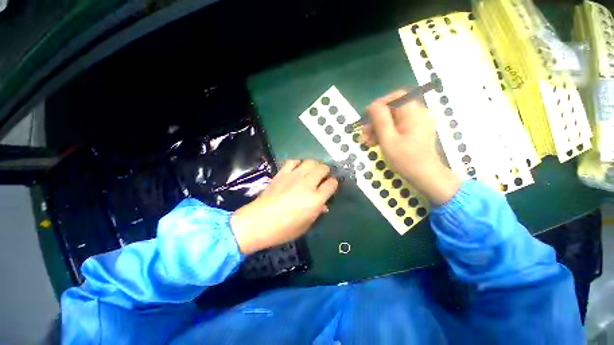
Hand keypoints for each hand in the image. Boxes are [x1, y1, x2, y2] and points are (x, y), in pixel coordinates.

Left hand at [230, 159, 337, 254]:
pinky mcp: (282, 173)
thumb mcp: (306, 225)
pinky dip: (298, 163)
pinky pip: (293, 161)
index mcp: (315, 199)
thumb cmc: (284, 229)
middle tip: (323, 176)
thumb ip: (317, 212)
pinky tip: (297, 169)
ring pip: (310, 162)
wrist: (259, 221)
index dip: (334, 183)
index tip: (331, 185)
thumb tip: (324, 205)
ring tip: (311, 171)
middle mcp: (307, 184)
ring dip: (314, 165)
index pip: (332, 184)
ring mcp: (294, 176)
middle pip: (322, 169)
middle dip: (326, 171)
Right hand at [363, 90, 459, 204]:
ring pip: (393, 119)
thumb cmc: (406, 159)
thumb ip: (380, 120)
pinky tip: (376, 142)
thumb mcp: (388, 140)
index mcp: (414, 113)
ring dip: (378, 129)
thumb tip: (372, 105)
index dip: (380, 104)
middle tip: (363, 134)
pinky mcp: (415, 131)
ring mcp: (417, 123)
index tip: (367, 116)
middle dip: (376, 121)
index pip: (397, 97)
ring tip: (367, 142)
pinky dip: (386, 133)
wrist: (425, 176)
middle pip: (393, 109)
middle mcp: (418, 114)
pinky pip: (397, 126)